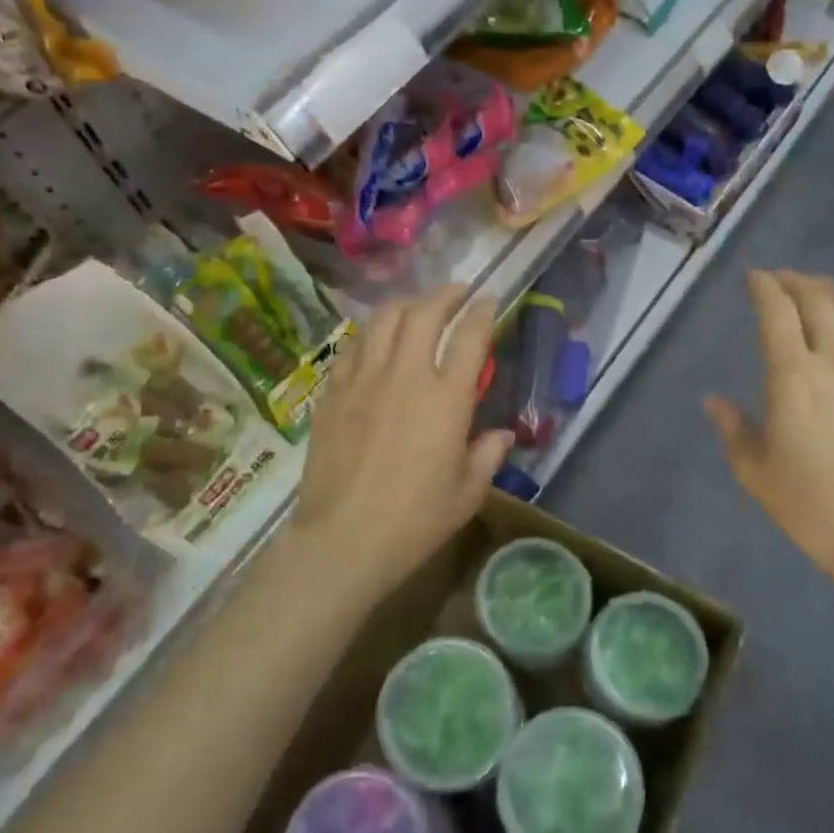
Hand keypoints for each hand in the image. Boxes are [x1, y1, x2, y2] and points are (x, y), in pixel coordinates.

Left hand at [291, 286, 512, 593]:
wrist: (343, 540)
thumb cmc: (415, 520)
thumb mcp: (468, 492)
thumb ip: (488, 455)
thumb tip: (500, 435)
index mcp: (445, 398)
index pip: (469, 336)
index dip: (482, 311)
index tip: (489, 299)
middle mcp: (404, 376)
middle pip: (424, 313)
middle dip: (445, 294)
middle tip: (457, 292)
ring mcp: (363, 380)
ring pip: (383, 320)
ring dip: (406, 303)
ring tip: (418, 305)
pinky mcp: (332, 393)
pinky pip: (353, 346)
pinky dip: (372, 332)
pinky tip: (377, 338)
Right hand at [705, 271, 833, 615]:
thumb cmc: (808, 503)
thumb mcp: (754, 469)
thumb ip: (732, 427)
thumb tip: (714, 401)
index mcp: (793, 377)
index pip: (777, 313)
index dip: (764, 288)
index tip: (754, 278)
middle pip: (817, 301)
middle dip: (795, 282)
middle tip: (780, 278)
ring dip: (832, 288)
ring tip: (817, 286)